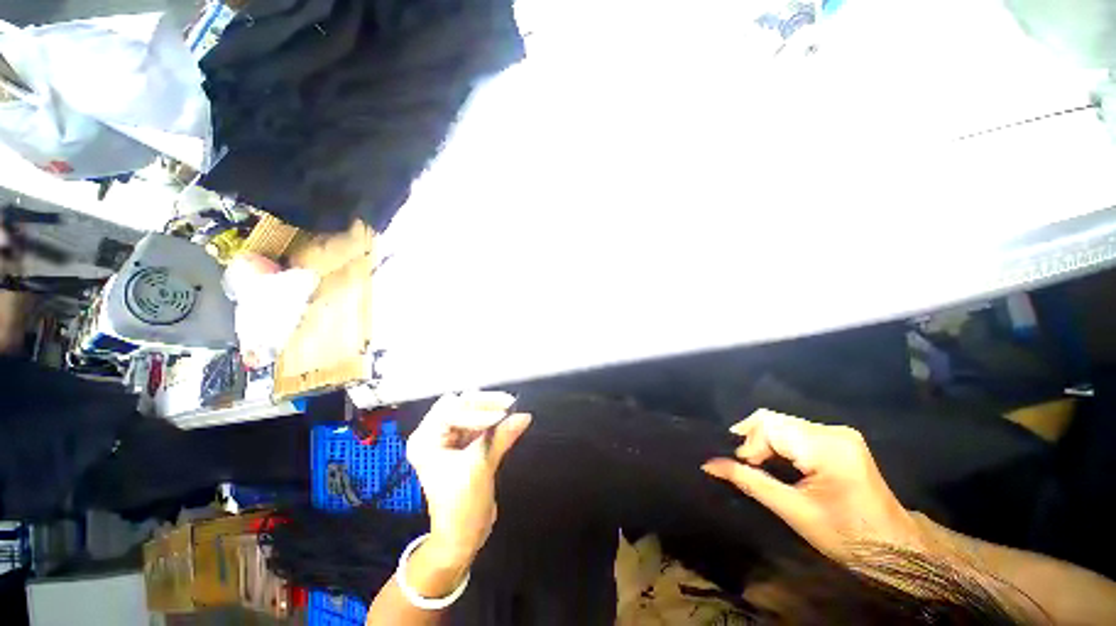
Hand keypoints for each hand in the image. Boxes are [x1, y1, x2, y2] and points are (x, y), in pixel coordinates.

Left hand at [406, 391, 531, 566]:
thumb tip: (524, 416)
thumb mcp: (480, 468)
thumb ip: (501, 437)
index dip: (477, 412)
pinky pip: (480, 423)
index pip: (450, 410)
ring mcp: (449, 439)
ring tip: (512, 411)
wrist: (462, 537)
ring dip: (492, 410)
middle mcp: (434, 434)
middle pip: (460, 405)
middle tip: (509, 405)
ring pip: (472, 411)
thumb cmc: (461, 506)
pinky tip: (508, 420)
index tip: (502, 416)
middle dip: (485, 405)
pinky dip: (494, 420)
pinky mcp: (464, 444)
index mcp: (426, 440)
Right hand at [702, 409, 926, 562]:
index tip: (743, 466)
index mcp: (827, 448)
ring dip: (764, 440)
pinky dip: (778, 441)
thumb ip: (749, 482)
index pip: (770, 428)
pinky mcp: (839, 438)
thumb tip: (710, 464)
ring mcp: (838, 433)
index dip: (749, 444)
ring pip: (783, 423)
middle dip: (754, 439)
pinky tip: (773, 458)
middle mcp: (833, 431)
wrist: (894, 546)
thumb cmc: (846, 535)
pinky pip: (796, 430)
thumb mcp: (793, 512)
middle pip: (775, 420)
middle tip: (745, 462)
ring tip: (755, 461)